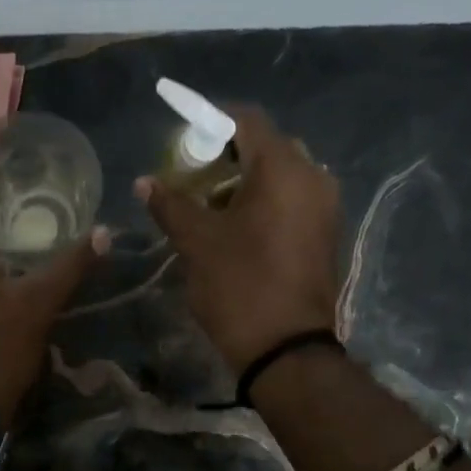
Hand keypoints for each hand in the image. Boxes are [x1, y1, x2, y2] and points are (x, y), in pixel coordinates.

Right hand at [135, 105, 340, 372]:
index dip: (212, 121)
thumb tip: (145, 182)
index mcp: (284, 169)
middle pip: (267, 146)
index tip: (184, 140)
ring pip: (283, 175)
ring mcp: (325, 207)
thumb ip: (170, 204)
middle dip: (228, 155)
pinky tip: (238, 226)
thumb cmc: (240, 287)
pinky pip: (294, 199)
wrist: (288, 350)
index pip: (247, 120)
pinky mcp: (326, 233)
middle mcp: (314, 177)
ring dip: (246, 180)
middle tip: (194, 176)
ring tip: (210, 205)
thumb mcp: (197, 243)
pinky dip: (266, 201)